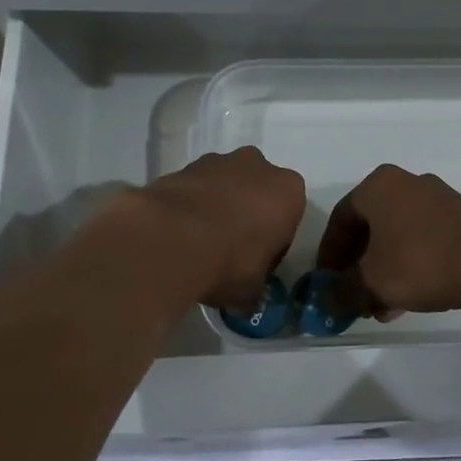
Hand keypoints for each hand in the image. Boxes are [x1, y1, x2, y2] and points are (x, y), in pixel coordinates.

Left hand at [140, 148, 305, 312]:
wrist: (172, 238)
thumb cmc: (230, 261)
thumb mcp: (252, 290)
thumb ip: (256, 288)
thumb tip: (248, 299)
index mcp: (289, 191)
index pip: (287, 219)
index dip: (272, 243)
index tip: (256, 264)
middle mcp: (258, 167)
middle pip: (257, 194)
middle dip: (246, 216)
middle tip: (229, 251)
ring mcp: (218, 161)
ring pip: (225, 187)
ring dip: (217, 208)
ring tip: (198, 244)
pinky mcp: (183, 166)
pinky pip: (194, 189)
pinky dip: (189, 207)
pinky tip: (178, 234)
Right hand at [315, 164, 460, 316]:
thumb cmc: (420, 262)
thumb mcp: (371, 281)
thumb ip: (341, 291)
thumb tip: (324, 301)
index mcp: (379, 185)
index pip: (341, 219)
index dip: (329, 254)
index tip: (326, 282)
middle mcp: (407, 182)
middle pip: (370, 227)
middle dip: (358, 265)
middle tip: (352, 295)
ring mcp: (438, 198)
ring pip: (397, 236)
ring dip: (383, 270)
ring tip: (380, 306)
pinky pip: (422, 239)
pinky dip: (409, 265)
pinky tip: (408, 298)